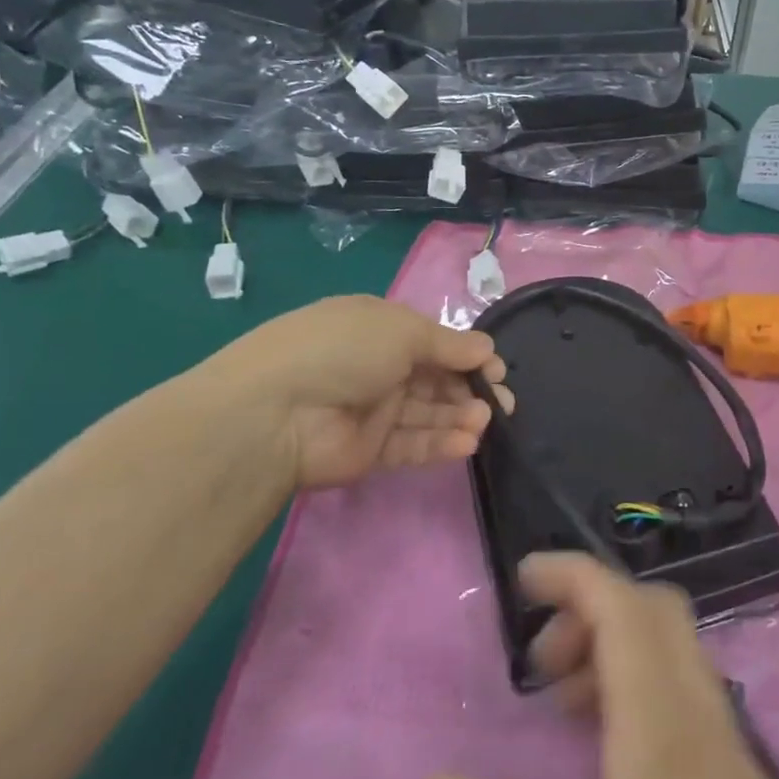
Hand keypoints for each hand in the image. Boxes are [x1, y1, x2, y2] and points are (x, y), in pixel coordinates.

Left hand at [193, 294, 510, 490]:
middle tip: (502, 403)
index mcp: (380, 329)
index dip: (468, 354)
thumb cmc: (343, 351)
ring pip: (428, 412)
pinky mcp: (370, 449)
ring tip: (485, 422)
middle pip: (436, 378)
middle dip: (471, 388)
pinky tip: (468, 443)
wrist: (276, 412)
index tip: (496, 369)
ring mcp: (373, 410)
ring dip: (460, 416)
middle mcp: (378, 366)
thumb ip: (449, 345)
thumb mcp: (402, 330)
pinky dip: (441, 443)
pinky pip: (413, 444)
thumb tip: (487, 349)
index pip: (435, 342)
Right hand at [425, 554, 778, 778]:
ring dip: (619, 652)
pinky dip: (646, 691)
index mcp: (666, 748)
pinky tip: (615, 764)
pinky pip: (695, 700)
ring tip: (564, 713)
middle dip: (592, 609)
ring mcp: (740, 760)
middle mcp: (711, 731)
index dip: (576, 576)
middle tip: (538, 666)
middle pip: (659, 616)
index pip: (628, 613)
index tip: (523, 578)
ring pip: (680, 656)